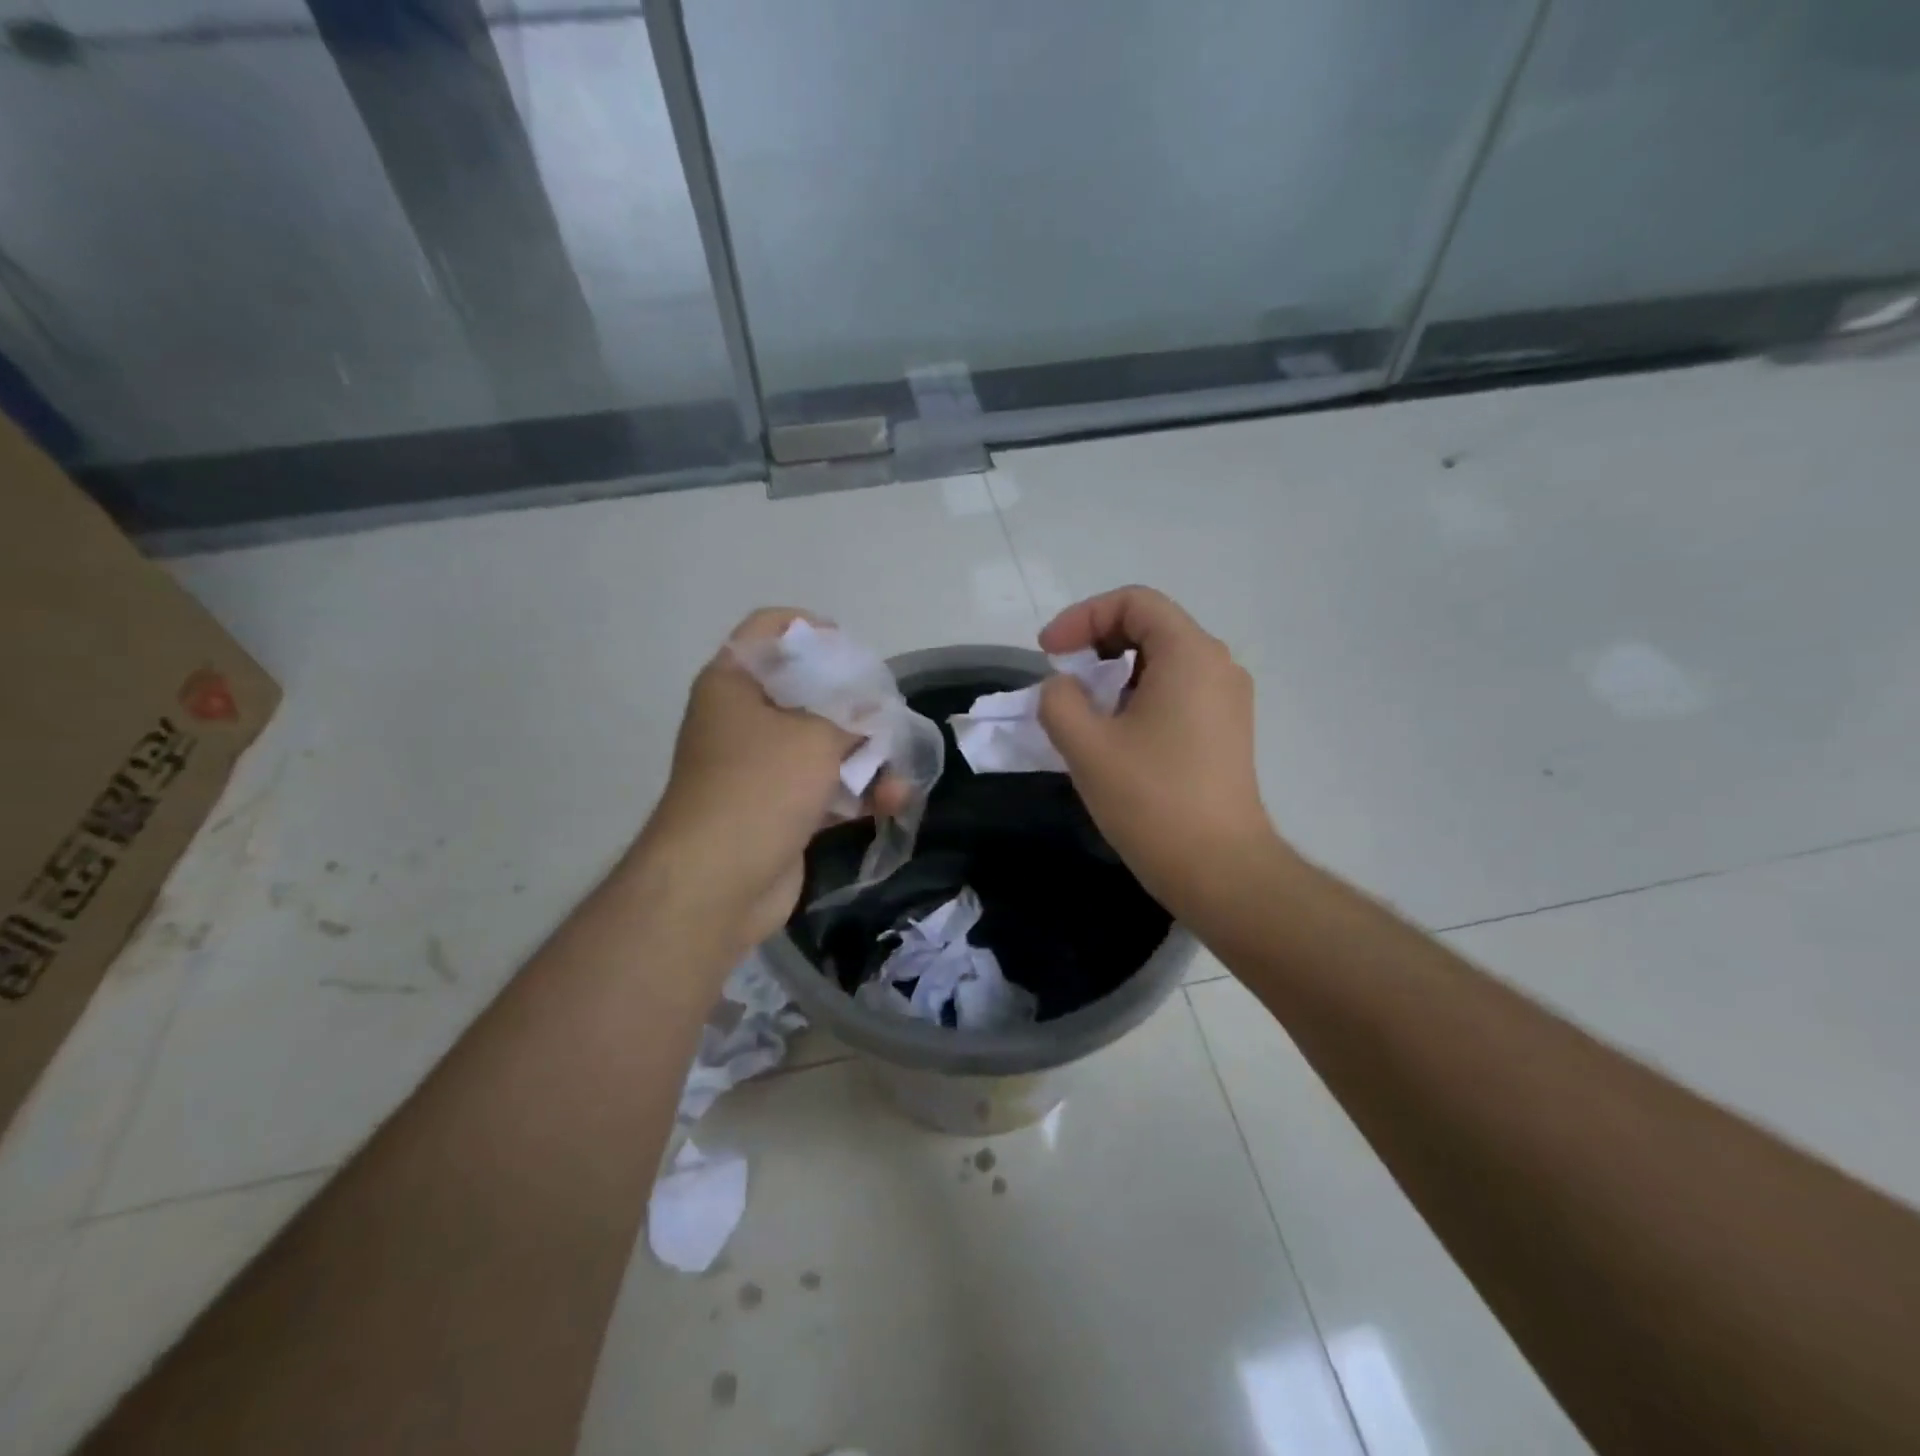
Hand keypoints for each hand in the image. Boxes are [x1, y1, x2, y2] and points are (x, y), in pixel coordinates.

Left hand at [637, 609, 904, 948]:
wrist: (717, 884)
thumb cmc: (760, 787)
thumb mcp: (816, 736)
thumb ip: (853, 715)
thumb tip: (875, 712)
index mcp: (733, 684)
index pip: (770, 631)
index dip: (813, 631)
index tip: (854, 652)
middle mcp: (742, 720)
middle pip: (806, 691)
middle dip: (854, 706)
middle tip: (888, 714)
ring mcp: (759, 768)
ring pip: (821, 745)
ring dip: (865, 759)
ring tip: (901, 776)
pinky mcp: (778, 809)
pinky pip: (823, 787)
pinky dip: (855, 793)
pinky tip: (892, 802)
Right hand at [1038, 586, 1287, 914]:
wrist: (1220, 869)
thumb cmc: (1152, 800)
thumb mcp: (1087, 745)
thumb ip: (1059, 700)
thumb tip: (1063, 688)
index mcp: (1190, 654)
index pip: (1133, 602)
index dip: (1082, 617)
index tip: (1048, 653)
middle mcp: (1218, 665)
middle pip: (1151, 626)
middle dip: (1097, 642)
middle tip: (1062, 678)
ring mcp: (1228, 699)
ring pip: (1163, 660)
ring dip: (1115, 673)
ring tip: (1084, 711)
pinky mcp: (1227, 730)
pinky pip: (1177, 690)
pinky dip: (1139, 695)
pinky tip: (1116, 735)